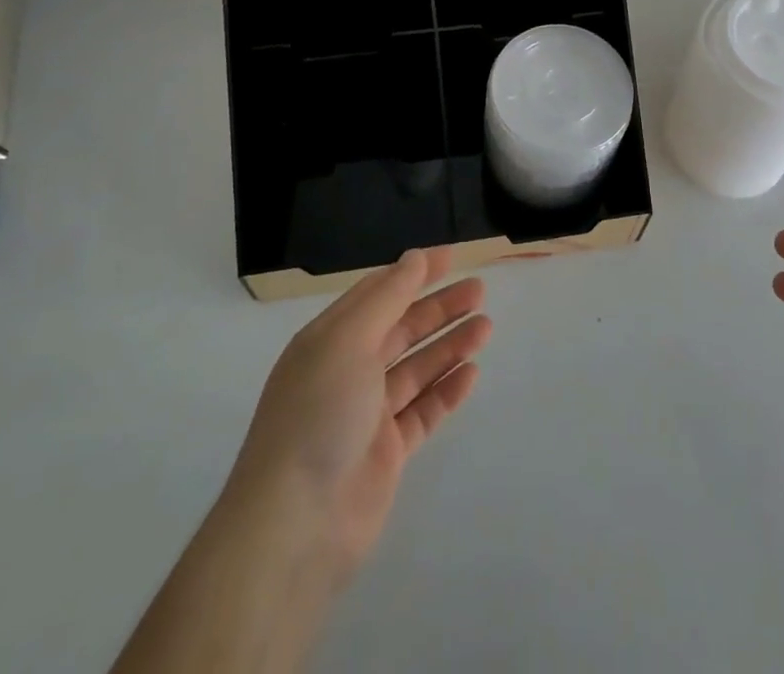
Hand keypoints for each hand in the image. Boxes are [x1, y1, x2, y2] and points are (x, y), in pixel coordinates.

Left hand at [227, 248, 492, 585]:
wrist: (296, 525)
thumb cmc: (318, 414)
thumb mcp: (348, 341)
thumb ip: (387, 297)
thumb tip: (415, 257)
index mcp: (329, 340)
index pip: (377, 293)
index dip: (414, 273)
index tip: (452, 257)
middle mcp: (347, 371)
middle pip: (401, 329)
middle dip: (439, 308)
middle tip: (480, 291)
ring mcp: (368, 414)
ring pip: (417, 368)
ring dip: (450, 345)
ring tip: (486, 327)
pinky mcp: (387, 452)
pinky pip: (424, 411)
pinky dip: (447, 391)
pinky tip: (472, 373)